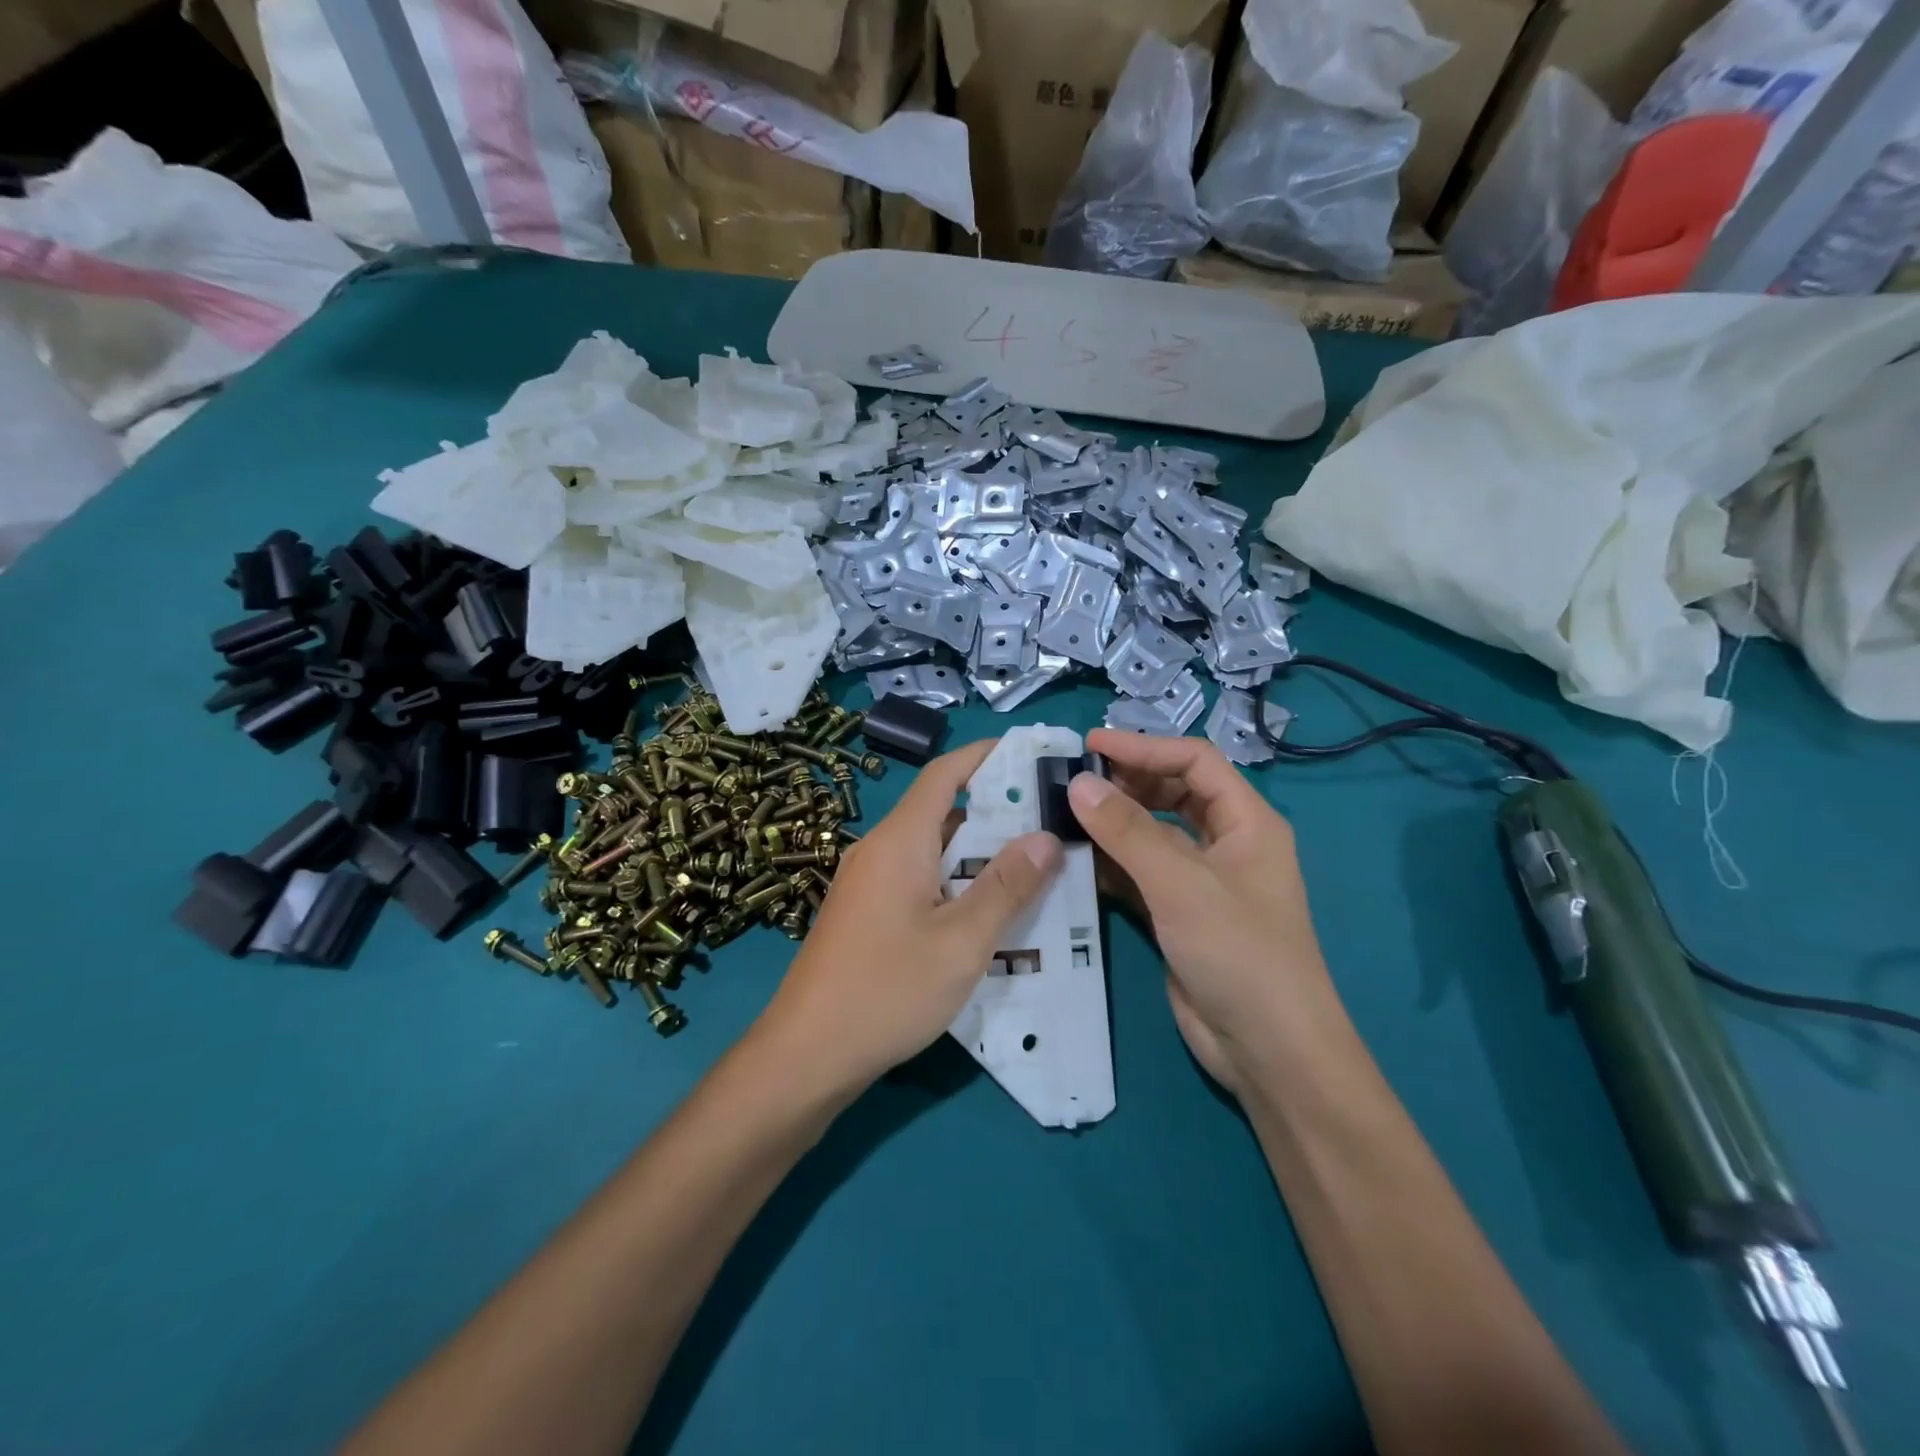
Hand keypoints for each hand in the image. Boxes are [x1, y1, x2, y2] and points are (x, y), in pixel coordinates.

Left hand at [754, 739, 1061, 1099]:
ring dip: (978, 853)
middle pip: (941, 812)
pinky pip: (919, 881)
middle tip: (1050, 820)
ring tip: (1033, 866)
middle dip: (995, 810)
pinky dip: (955, 883)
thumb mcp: (961, 942)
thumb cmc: (887, 991)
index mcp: (899, 841)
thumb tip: (1045, 837)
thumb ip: (1005, 886)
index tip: (1030, 753)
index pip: (943, 774)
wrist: (806, 1055)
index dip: (985, 756)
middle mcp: (879, 851)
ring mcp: (868, 885)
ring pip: (932, 851)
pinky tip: (987, 913)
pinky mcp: (866, 916)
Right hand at [1070, 729, 1346, 1097]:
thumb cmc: (1238, 952)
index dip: (1144, 748)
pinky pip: (1141, 874)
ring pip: (1153, 835)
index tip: (1090, 747)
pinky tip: (1076, 861)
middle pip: (1173, 793)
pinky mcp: (1179, 915)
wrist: (1269, 1050)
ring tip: (1064, 815)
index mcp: (1247, 822)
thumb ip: (1127, 831)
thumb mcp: (1181, 884)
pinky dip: (1111, 864)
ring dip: (1114, 824)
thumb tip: (1077, 784)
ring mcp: (1202, 882)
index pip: (1194, 762)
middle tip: (1074, 782)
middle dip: (1127, 783)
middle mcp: (1227, 844)